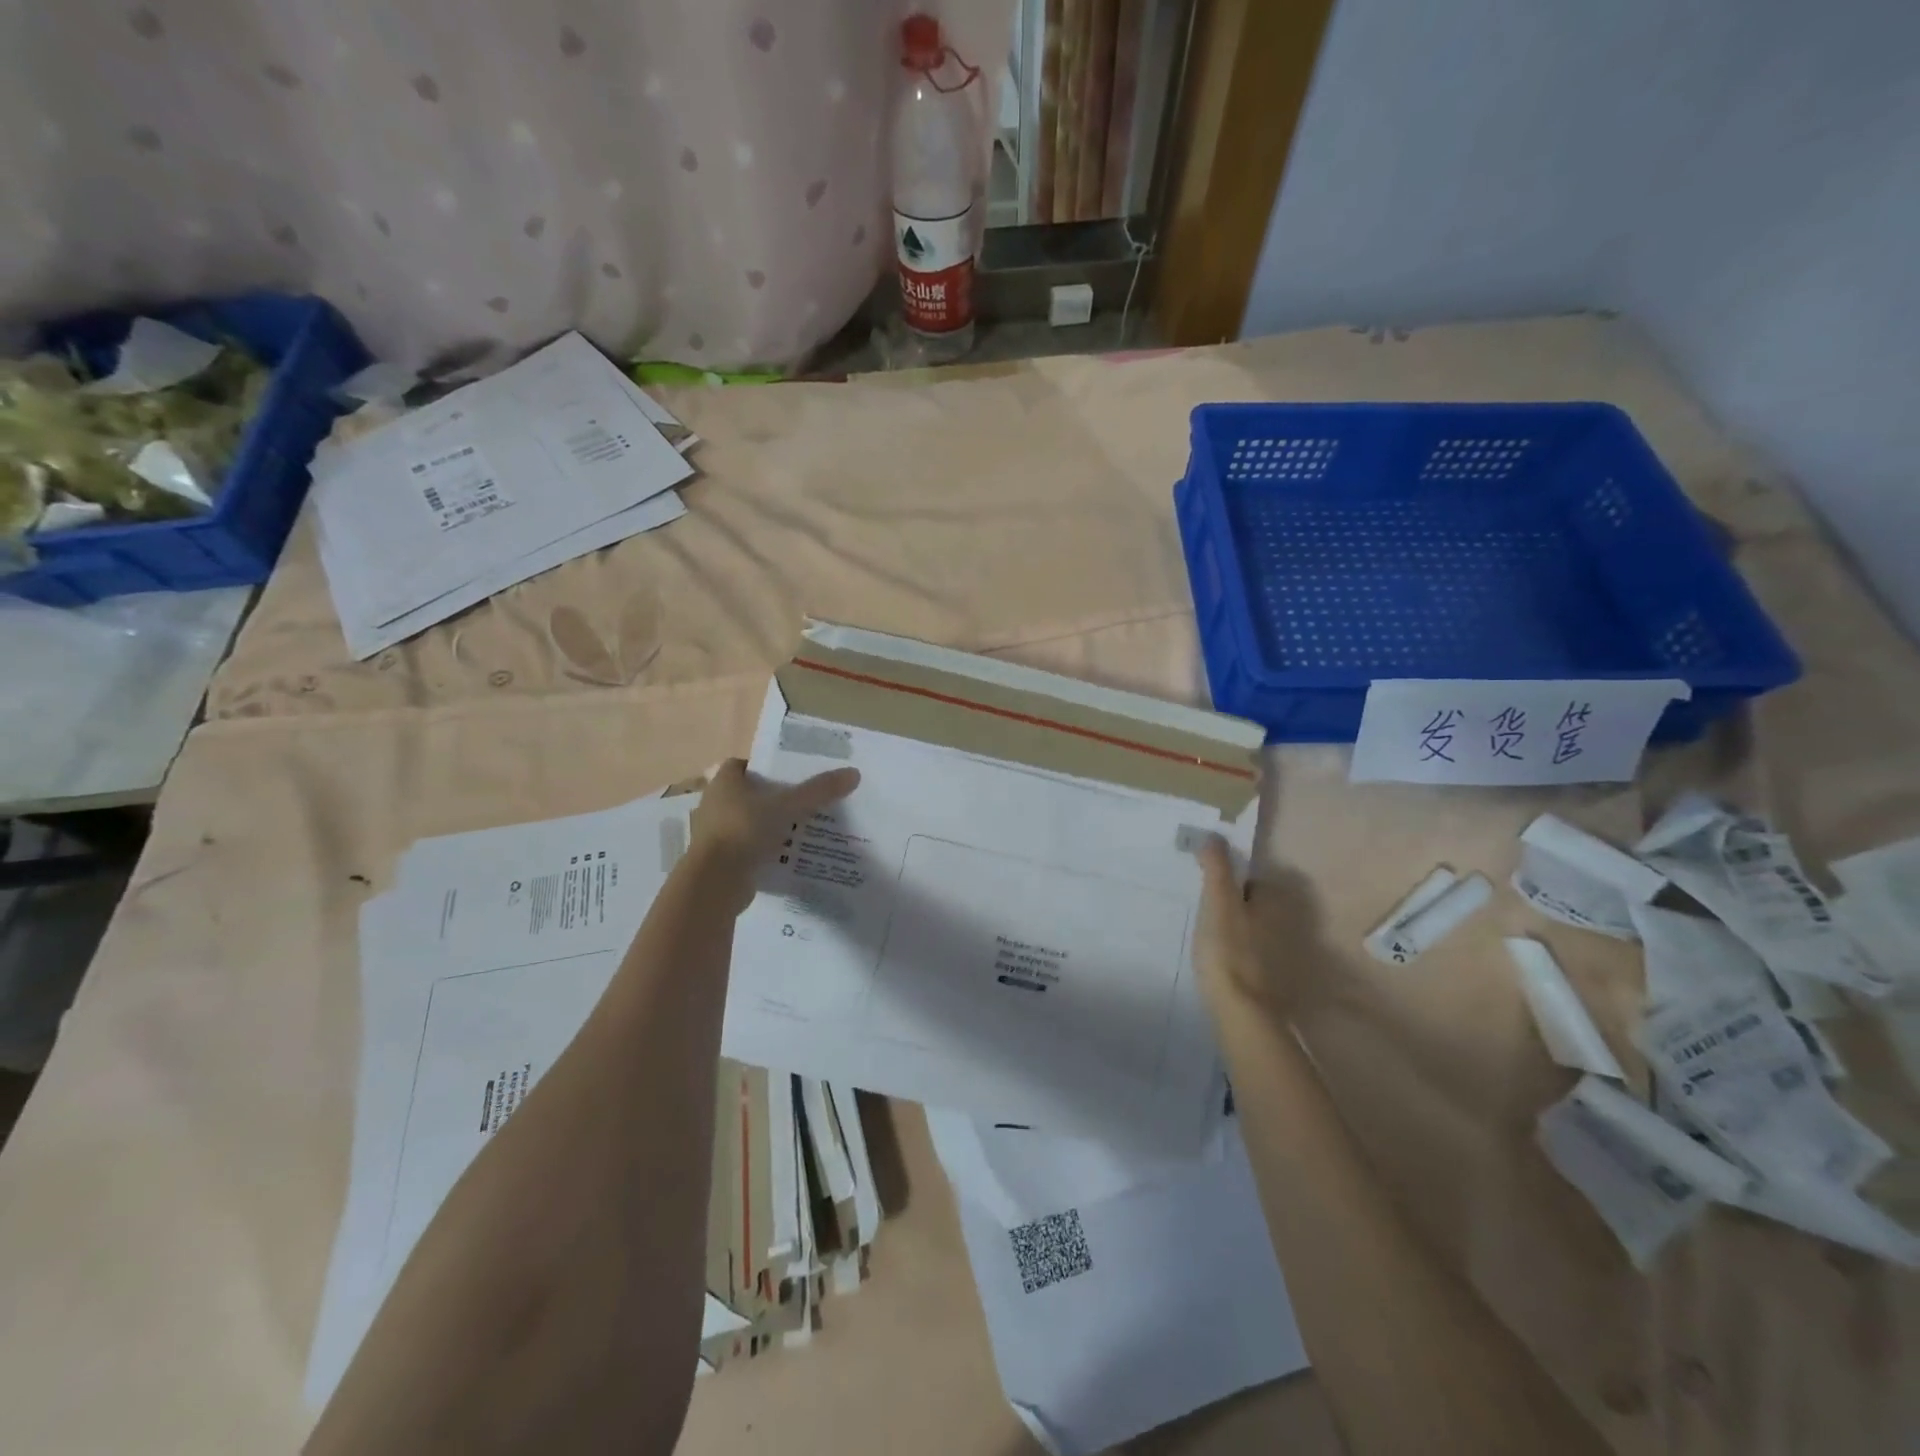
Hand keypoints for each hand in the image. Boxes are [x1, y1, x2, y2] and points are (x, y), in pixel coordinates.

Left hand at [688, 759, 859, 909]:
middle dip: (773, 797)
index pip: (743, 765)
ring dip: (770, 825)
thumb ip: (819, 791)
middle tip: (804, 801)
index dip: (765, 767)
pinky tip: (788, 854)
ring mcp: (715, 834)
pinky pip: (748, 847)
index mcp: (724, 782)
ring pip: (748, 822)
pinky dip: (764, 849)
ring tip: (801, 828)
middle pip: (748, 794)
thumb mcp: (788, 806)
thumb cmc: (745, 830)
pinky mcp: (721, 859)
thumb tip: (854, 773)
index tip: (791, 775)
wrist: (715, 881)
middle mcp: (714, 803)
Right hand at [1191, 833, 1282, 1014]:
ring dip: (1236, 931)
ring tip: (1207, 937)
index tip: (1208, 889)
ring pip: (1254, 931)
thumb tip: (1215, 835)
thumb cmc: (1229, 950)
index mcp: (1275, 901)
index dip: (1230, 881)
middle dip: (1235, 905)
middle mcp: (1286, 924)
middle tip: (1204, 912)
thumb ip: (1216, 868)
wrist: (1243, 1013)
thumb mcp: (1218, 901)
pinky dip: (1238, 954)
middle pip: (1255, 905)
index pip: (1253, 879)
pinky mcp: (1271, 979)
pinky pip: (1251, 954)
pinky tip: (1219, 962)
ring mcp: (1281, 954)